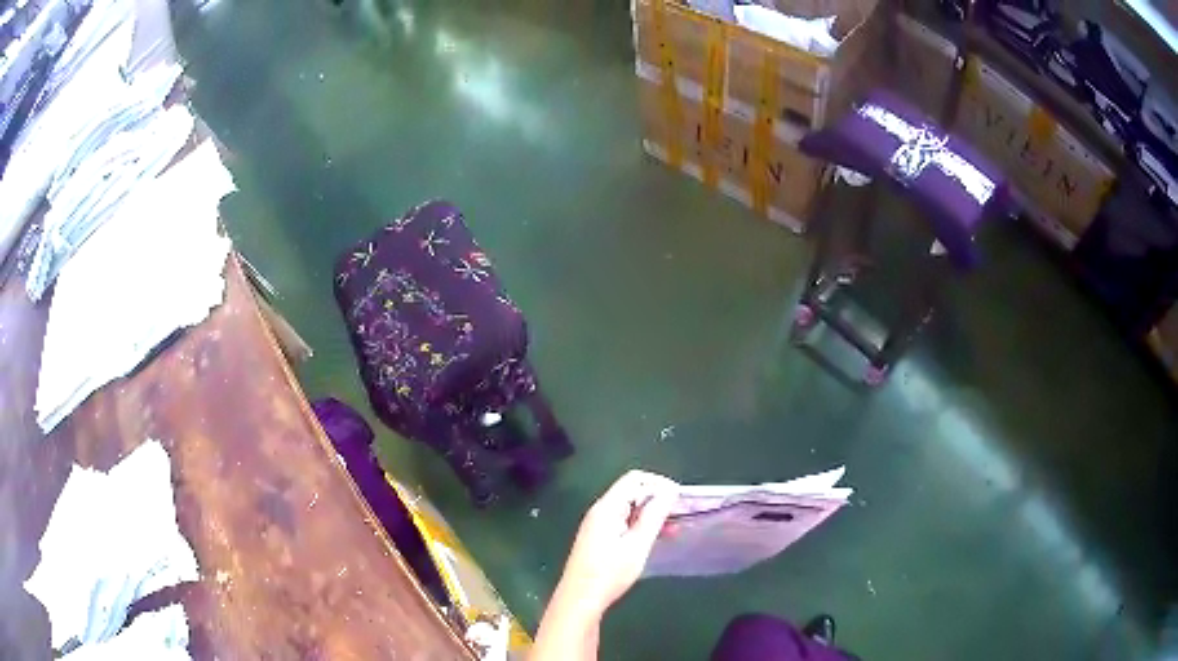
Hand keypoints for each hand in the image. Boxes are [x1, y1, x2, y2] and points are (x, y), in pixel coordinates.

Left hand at [554, 470, 679, 617]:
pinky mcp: (598, 538)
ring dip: (651, 514)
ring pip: (629, 508)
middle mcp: (600, 511)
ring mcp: (598, 525)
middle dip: (657, 499)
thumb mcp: (638, 544)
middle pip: (631, 492)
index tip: (679, 498)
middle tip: (680, 514)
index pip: (634, 479)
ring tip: (673, 529)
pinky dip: (641, 525)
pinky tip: (656, 539)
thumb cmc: (610, 572)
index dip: (659, 484)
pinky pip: (623, 521)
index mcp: (607, 507)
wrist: (580, 599)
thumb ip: (654, 515)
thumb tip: (669, 490)